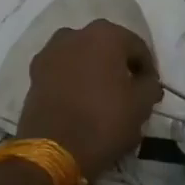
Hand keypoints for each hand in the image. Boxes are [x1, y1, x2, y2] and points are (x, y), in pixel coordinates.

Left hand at [15, 21, 161, 182]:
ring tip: (102, 98)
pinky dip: (73, 81)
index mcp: (105, 34)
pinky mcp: (34, 73)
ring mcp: (50, 52)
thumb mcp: (141, 106)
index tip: (151, 92)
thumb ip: (150, 86)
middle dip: (119, 67)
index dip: (148, 70)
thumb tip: (147, 82)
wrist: (51, 151)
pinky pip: (63, 71)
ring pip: (82, 57)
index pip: (138, 48)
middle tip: (128, 93)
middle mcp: (76, 34)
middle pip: (107, 48)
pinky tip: (80, 102)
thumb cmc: (103, 122)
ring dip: (94, 71)